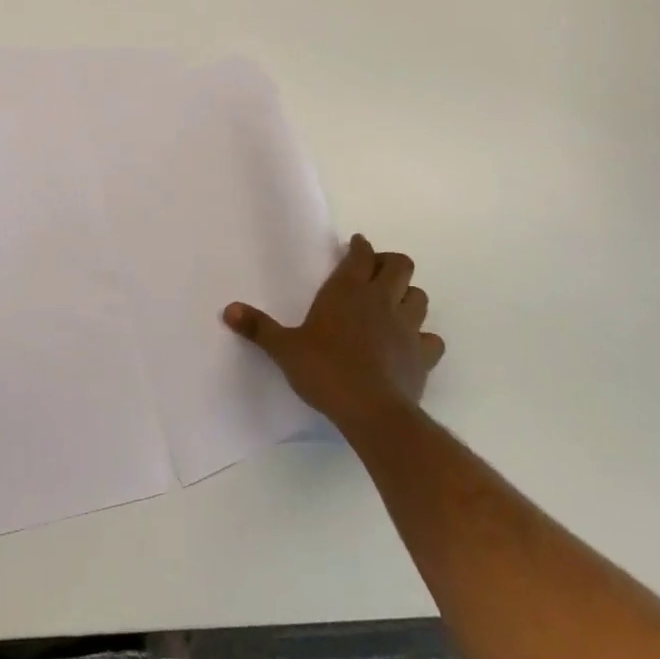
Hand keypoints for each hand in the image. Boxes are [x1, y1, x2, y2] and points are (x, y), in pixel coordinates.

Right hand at [224, 234, 443, 434]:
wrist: (372, 412)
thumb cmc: (326, 371)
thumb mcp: (285, 349)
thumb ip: (259, 327)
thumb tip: (227, 309)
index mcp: (347, 290)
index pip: (362, 253)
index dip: (360, 246)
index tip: (355, 246)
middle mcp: (381, 300)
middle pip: (401, 265)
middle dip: (390, 263)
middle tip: (375, 273)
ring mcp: (407, 327)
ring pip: (420, 296)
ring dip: (409, 295)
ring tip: (394, 305)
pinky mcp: (423, 355)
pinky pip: (432, 338)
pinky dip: (424, 337)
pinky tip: (411, 345)